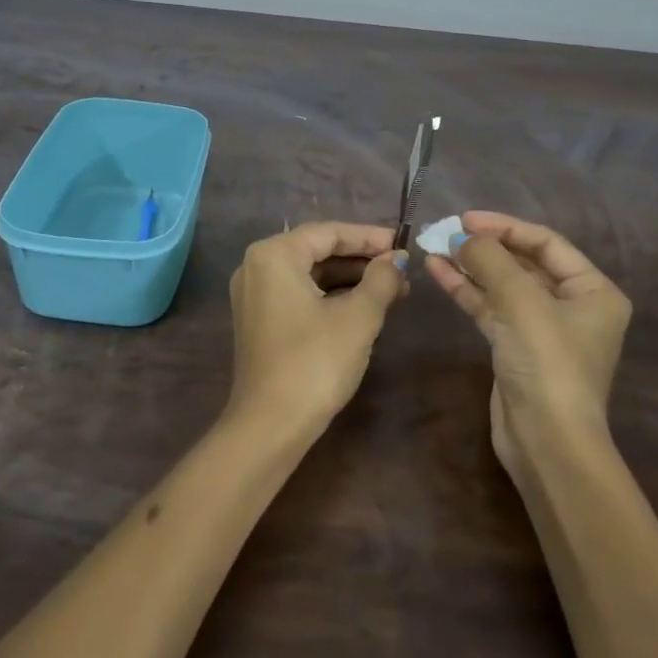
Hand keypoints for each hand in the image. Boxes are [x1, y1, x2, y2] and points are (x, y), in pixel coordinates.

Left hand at [228, 222, 407, 435]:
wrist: (270, 425)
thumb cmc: (315, 362)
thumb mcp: (358, 317)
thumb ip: (381, 280)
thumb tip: (397, 259)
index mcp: (274, 255)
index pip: (328, 232)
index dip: (369, 237)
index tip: (403, 244)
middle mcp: (257, 266)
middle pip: (317, 250)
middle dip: (361, 260)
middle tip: (401, 270)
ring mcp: (254, 295)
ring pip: (309, 274)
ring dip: (349, 280)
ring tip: (393, 290)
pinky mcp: (258, 321)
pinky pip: (299, 294)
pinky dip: (330, 296)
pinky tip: (363, 307)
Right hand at [426, 212, 631, 479]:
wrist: (546, 442)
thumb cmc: (547, 364)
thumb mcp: (522, 302)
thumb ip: (491, 260)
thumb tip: (461, 237)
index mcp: (593, 291)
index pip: (546, 242)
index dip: (505, 227)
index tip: (465, 219)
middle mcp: (572, 306)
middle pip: (523, 262)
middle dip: (484, 247)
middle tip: (446, 231)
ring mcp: (542, 328)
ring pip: (502, 285)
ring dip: (469, 266)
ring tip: (433, 247)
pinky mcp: (515, 348)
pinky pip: (490, 308)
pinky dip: (466, 290)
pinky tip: (437, 272)